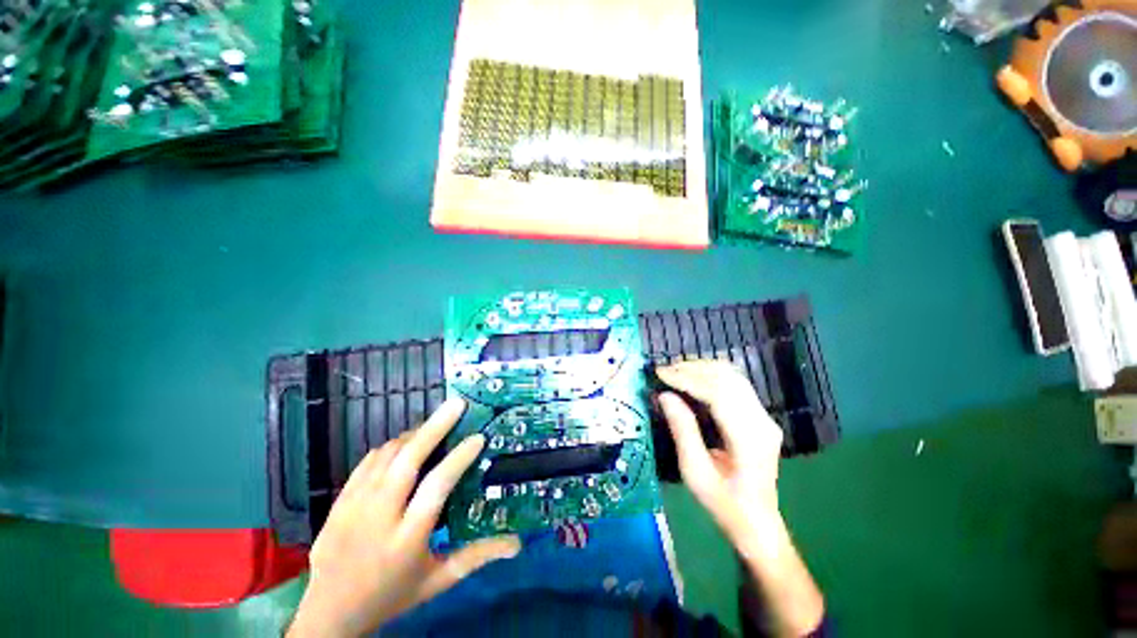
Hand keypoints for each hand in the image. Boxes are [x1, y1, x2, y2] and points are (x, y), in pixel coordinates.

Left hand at [288, 398, 520, 637]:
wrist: (328, 614)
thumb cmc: (391, 595)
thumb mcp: (437, 581)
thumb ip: (476, 556)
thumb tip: (517, 544)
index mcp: (407, 539)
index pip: (436, 488)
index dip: (459, 458)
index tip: (479, 437)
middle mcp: (379, 517)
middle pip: (408, 461)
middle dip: (435, 428)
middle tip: (456, 404)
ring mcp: (355, 505)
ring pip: (387, 456)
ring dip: (414, 434)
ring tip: (436, 424)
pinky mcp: (340, 501)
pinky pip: (368, 461)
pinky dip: (391, 446)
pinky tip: (405, 443)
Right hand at [656, 360, 823, 637]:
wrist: (757, 523)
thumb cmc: (724, 504)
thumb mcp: (695, 473)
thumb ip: (682, 431)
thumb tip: (665, 396)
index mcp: (749, 439)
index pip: (718, 393)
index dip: (687, 379)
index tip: (660, 373)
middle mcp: (762, 422)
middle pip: (728, 378)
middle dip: (692, 369)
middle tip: (664, 370)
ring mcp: (765, 417)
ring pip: (733, 376)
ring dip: (702, 368)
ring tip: (675, 371)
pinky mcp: (761, 417)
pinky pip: (736, 385)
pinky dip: (712, 376)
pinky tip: (693, 378)